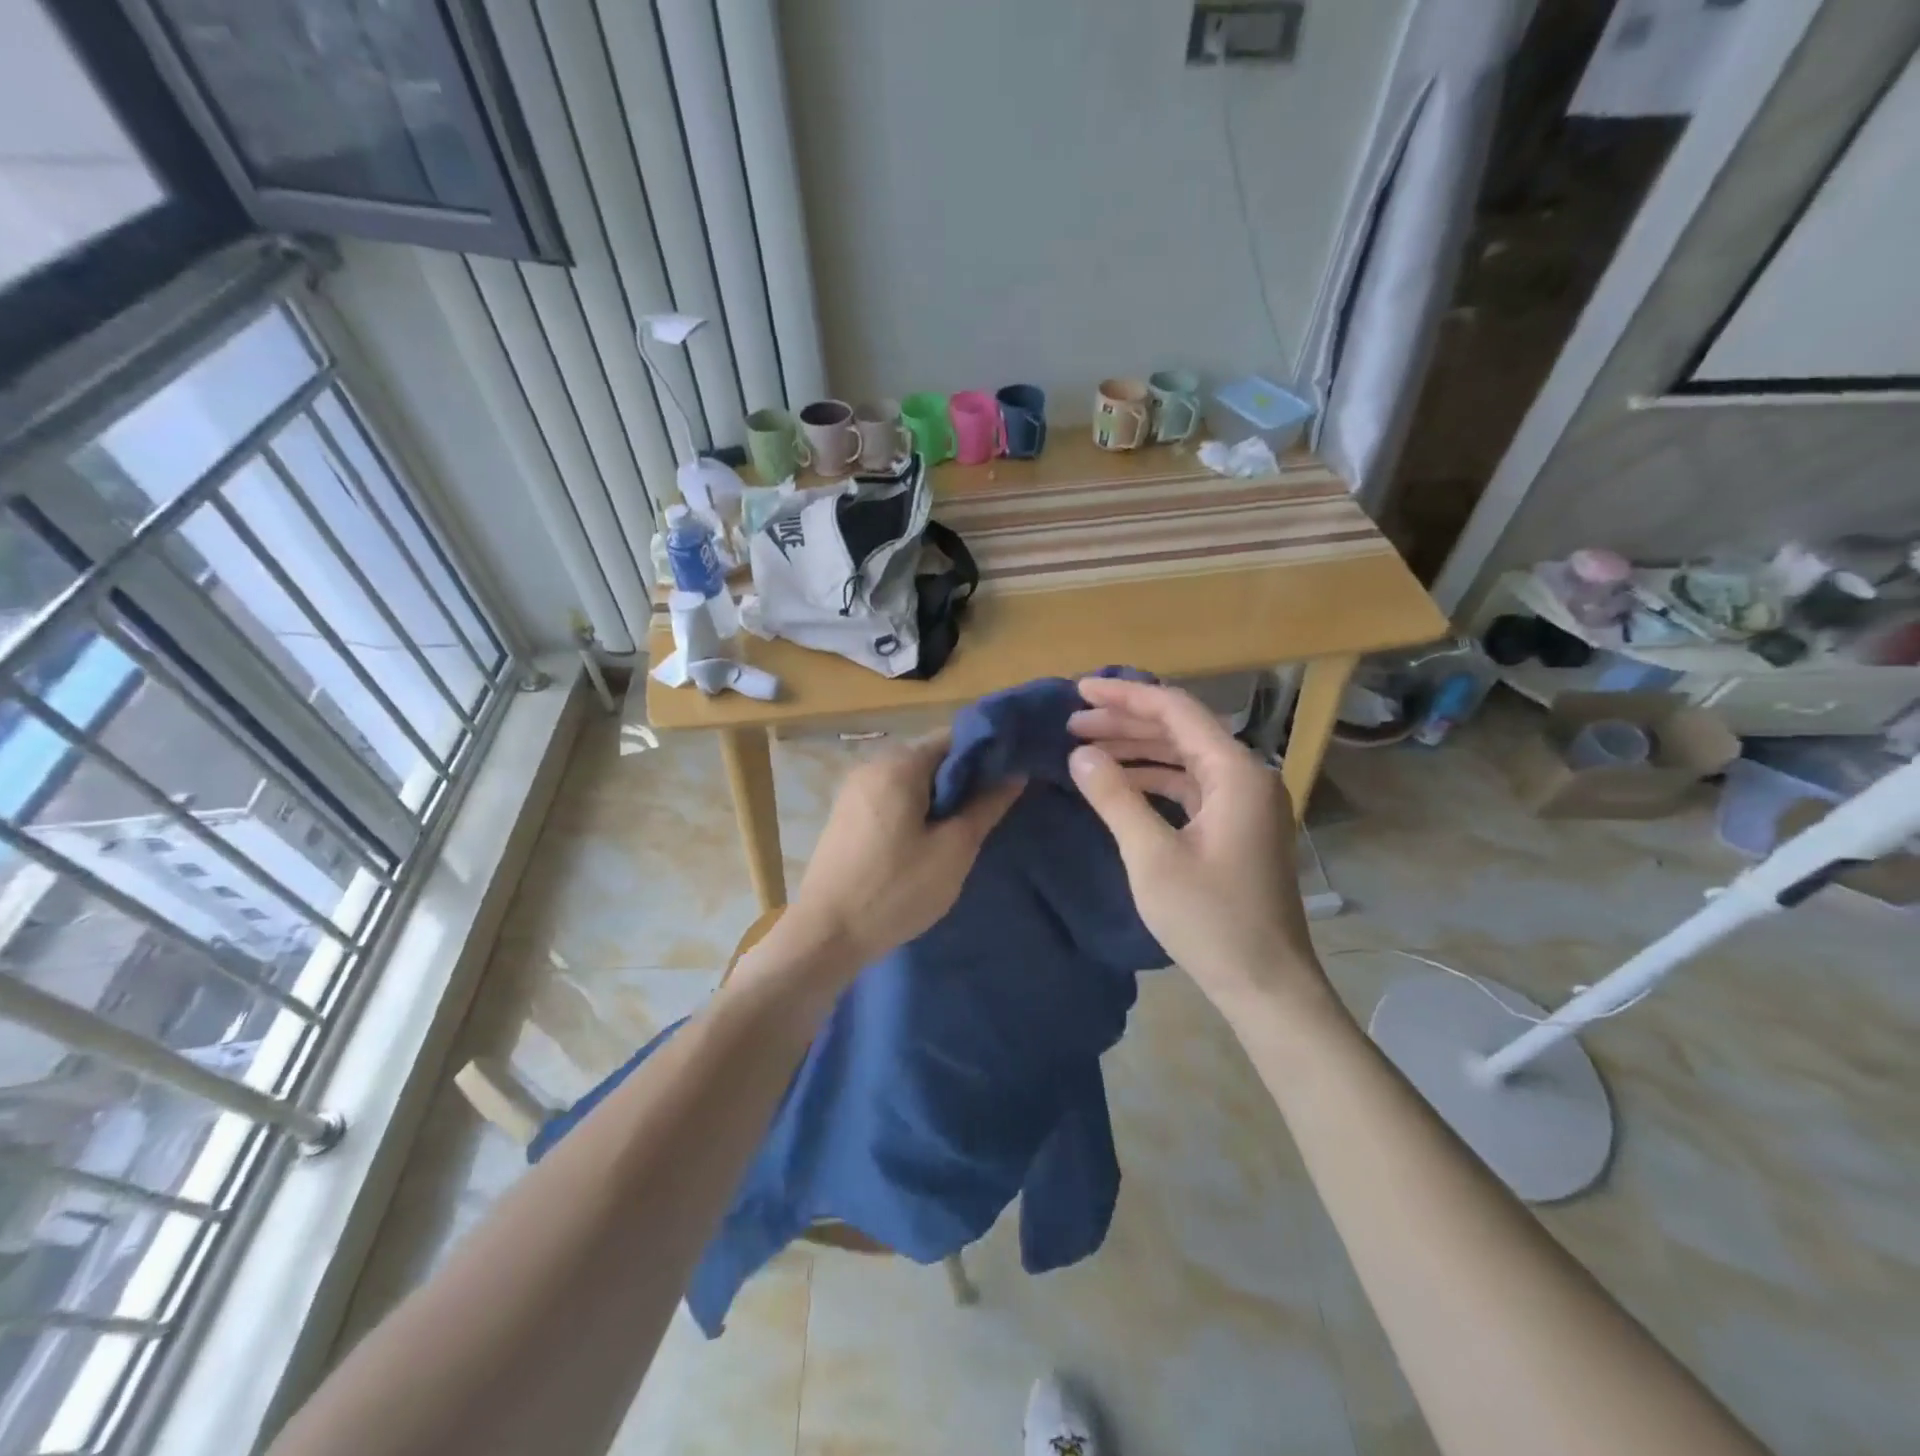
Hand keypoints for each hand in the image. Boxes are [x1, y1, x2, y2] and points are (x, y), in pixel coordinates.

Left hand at [783, 734, 1024, 973]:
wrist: (826, 934)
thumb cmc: (895, 889)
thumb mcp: (954, 850)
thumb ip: (986, 806)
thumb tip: (1015, 773)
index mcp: (899, 764)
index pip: (954, 738)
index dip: (987, 754)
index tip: (1011, 778)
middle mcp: (873, 765)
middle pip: (931, 756)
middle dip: (963, 778)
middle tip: (991, 810)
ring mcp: (854, 789)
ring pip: (911, 779)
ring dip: (939, 796)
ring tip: (963, 828)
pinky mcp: (846, 814)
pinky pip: (891, 796)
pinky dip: (914, 808)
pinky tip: (927, 839)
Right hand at [1067, 677, 1332, 1022]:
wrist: (1266, 983)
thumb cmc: (1210, 919)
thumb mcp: (1152, 856)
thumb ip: (1115, 797)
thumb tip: (1080, 754)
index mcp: (1235, 772)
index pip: (1176, 710)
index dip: (1125, 696)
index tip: (1079, 691)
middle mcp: (1247, 776)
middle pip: (1181, 730)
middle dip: (1125, 722)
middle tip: (1072, 724)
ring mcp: (1245, 803)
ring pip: (1185, 758)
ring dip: (1138, 750)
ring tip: (1087, 749)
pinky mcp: (1238, 826)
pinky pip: (1192, 786)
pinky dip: (1155, 780)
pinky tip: (1122, 784)